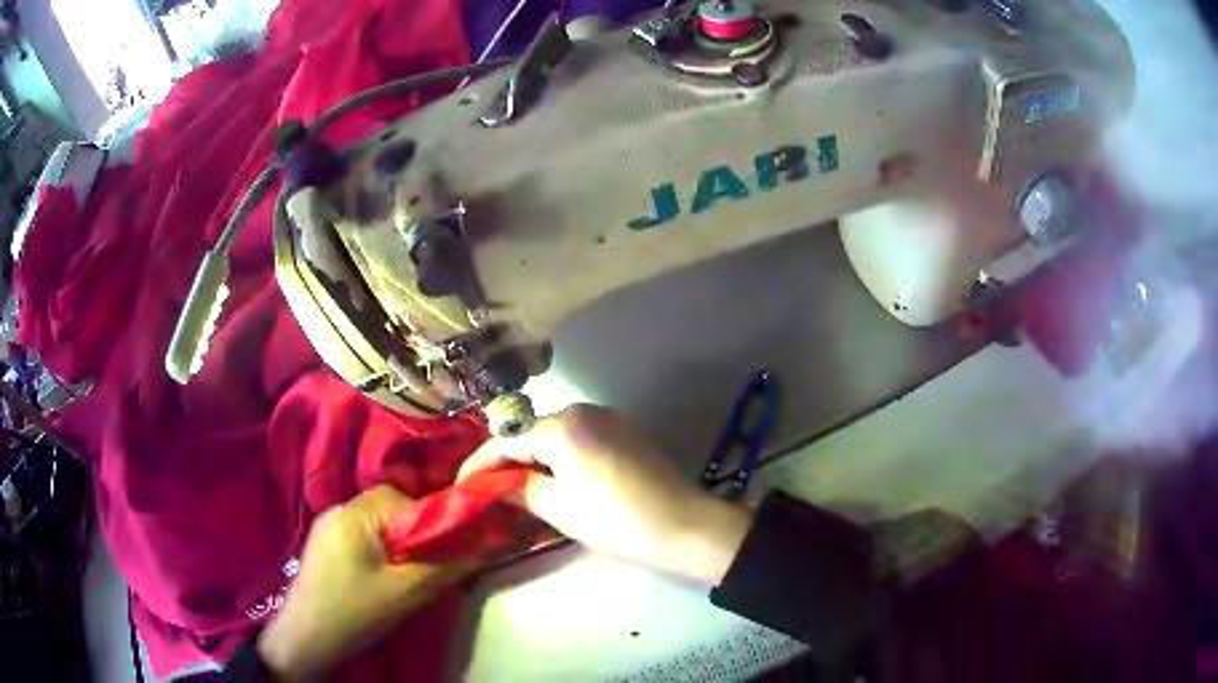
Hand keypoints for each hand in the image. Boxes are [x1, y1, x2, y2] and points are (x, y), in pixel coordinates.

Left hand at [257, 486, 474, 679]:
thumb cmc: (354, 612)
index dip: (432, 519)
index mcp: (354, 514)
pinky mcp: (325, 544)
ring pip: (377, 523)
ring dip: (399, 541)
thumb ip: (446, 565)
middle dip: (416, 531)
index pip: (405, 499)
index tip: (450, 547)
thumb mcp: (406, 592)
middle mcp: (338, 509)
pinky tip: (385, 575)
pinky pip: (362, 534)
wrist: (305, 638)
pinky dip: (381, 548)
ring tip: (410, 572)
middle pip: (391, 507)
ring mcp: (328, 526)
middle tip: (430, 563)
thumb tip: (488, 545)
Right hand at [457, 405, 752, 584]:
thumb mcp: (559, 508)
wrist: (683, 526)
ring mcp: (607, 418)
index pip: (506, 441)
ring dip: (532, 458)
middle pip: (529, 433)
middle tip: (487, 490)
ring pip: (553, 434)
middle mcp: (582, 410)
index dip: (479, 465)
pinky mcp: (624, 431)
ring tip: (516, 488)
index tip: (460, 487)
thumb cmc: (615, 521)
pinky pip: (577, 438)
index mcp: (562, 427)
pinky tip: (553, 478)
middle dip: (505, 460)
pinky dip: (558, 456)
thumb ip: (519, 490)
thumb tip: (493, 485)